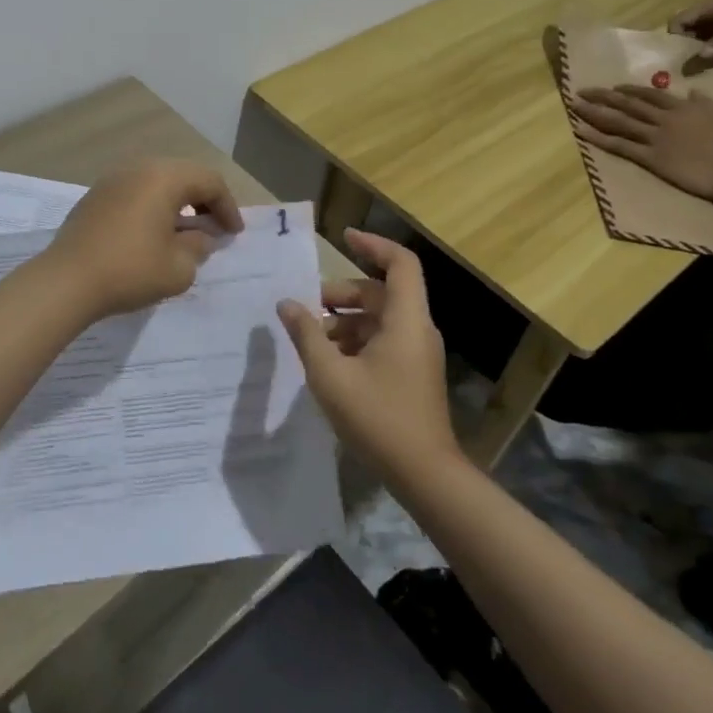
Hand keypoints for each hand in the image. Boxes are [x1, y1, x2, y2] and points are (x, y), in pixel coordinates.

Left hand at [41, 159, 243, 321]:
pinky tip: (154, 231)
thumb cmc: (130, 270)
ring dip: (178, 201)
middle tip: (215, 227)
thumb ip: (198, 247)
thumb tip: (200, 237)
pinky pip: (136, 191)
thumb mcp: (178, 267)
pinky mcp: (96, 195)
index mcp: (164, 177)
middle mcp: (139, 168)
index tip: (234, 234)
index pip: (209, 181)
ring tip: (187, 230)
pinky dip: (153, 205)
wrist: (67, 280)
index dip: (228, 206)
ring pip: (158, 181)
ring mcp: (113, 179)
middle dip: (204, 200)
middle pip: (184, 174)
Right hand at [277, 230, 455, 474]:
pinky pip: (383, 340)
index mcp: (406, 320)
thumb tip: (287, 304)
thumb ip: (306, 334)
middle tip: (307, 307)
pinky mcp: (412, 374)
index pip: (399, 263)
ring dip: (345, 320)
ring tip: (311, 338)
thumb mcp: (330, 374)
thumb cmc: (378, 418)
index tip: (343, 237)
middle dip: (342, 294)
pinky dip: (355, 340)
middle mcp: (416, 329)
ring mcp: (417, 353)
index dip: (373, 244)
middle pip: (381, 292)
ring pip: (379, 318)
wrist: (425, 475)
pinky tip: (329, 362)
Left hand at [573, 86, 712, 200]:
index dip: (627, 89)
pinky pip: (619, 145)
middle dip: (602, 96)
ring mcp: (655, 137)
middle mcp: (663, 119)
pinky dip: (598, 137)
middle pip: (626, 104)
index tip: (612, 87)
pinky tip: (580, 131)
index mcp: (680, 107)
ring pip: (618, 121)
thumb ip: (703, 101)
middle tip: (580, 91)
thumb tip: (693, 90)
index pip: (649, 94)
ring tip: (574, 105)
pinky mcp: (650, 157)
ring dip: (594, 112)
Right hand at [672, 0, 712, 61]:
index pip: (679, 19)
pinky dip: (709, 41)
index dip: (675, 35)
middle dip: (683, 41)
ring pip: (698, 29)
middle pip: (686, 24)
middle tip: (688, 59)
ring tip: (700, 59)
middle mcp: (711, 8)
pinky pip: (711, 31)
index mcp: (710, 5)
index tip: (680, 53)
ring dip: (696, 43)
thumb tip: (698, 57)